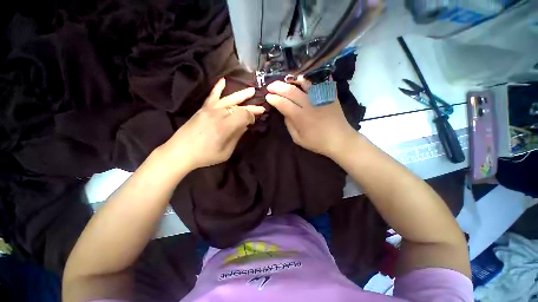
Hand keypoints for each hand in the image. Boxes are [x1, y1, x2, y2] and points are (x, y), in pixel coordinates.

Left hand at [159, 78, 264, 170]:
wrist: (180, 152)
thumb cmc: (205, 155)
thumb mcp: (226, 151)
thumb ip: (236, 136)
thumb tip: (244, 126)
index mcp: (225, 126)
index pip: (244, 115)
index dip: (251, 117)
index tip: (253, 122)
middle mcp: (218, 114)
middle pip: (239, 107)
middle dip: (251, 108)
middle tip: (261, 108)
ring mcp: (209, 110)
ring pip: (229, 99)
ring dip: (241, 95)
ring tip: (251, 91)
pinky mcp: (203, 109)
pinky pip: (212, 96)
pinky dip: (218, 88)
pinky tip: (223, 80)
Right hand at [265, 79, 355, 156]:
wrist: (340, 140)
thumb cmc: (318, 142)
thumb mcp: (298, 139)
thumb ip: (289, 124)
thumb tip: (285, 112)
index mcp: (301, 117)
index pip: (283, 104)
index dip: (274, 99)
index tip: (267, 96)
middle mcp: (309, 104)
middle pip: (291, 91)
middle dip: (278, 87)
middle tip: (271, 86)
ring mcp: (321, 98)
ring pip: (304, 83)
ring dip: (292, 80)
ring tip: (285, 80)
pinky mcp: (330, 95)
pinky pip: (318, 83)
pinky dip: (309, 80)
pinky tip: (302, 79)